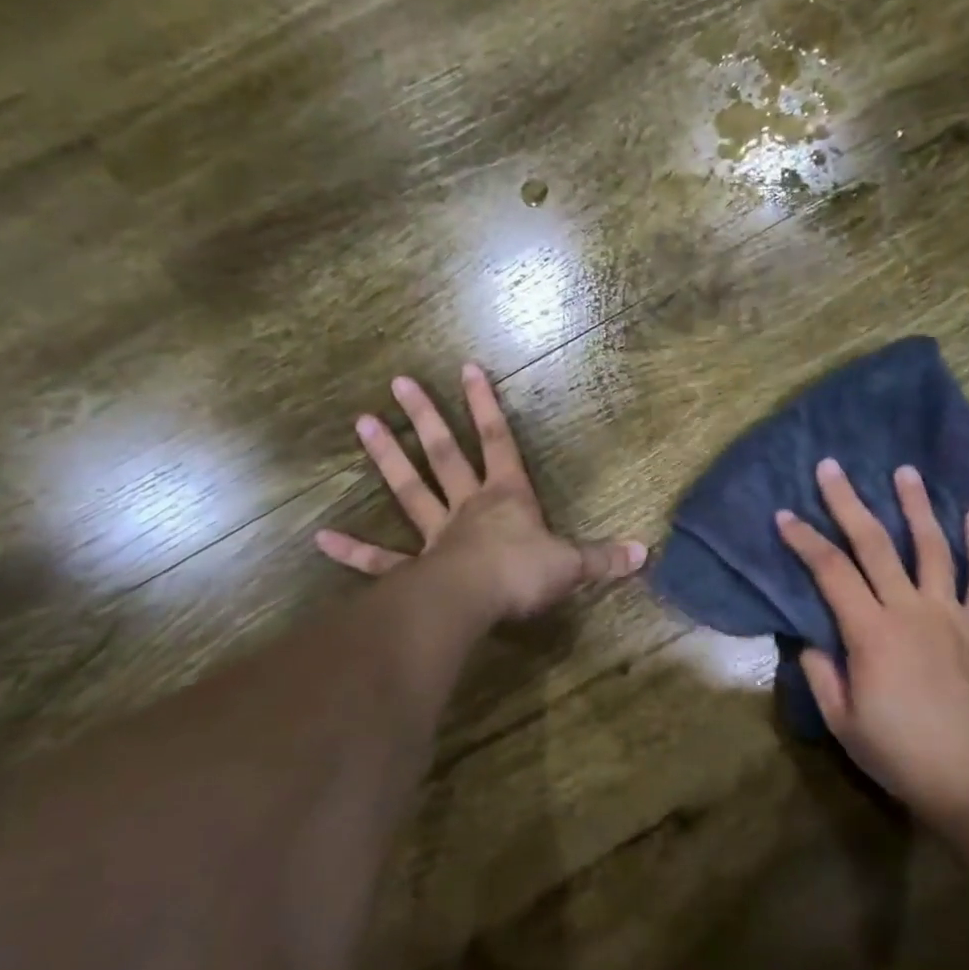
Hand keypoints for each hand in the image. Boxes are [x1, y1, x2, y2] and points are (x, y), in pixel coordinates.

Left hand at [315, 363, 646, 620]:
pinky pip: (380, 558)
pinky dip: (353, 551)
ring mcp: (436, 534)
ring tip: (361, 423)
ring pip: (409, 489)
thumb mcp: (572, 564)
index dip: (485, 405)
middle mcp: (468, 506)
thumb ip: (604, 558)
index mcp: (506, 497)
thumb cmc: (524, 573)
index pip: (499, 441)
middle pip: (444, 453)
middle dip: (425, 417)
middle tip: (399, 382)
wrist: (477, 601)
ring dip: (386, 458)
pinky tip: (322, 538)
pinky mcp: (414, 568)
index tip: (466, 368)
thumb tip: (645, 553)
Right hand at [776, 459, 968, 823]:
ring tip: (905, 471)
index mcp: (871, 633)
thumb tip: (810, 642)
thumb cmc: (901, 753)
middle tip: (832, 467)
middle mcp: (910, 610)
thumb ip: (821, 675)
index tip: (784, 515)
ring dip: (916, 506)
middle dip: (848, 503)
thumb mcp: (843, 722)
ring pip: (932, 548)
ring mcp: (951, 615)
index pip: (830, 572)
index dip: (804, 541)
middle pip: (874, 545)